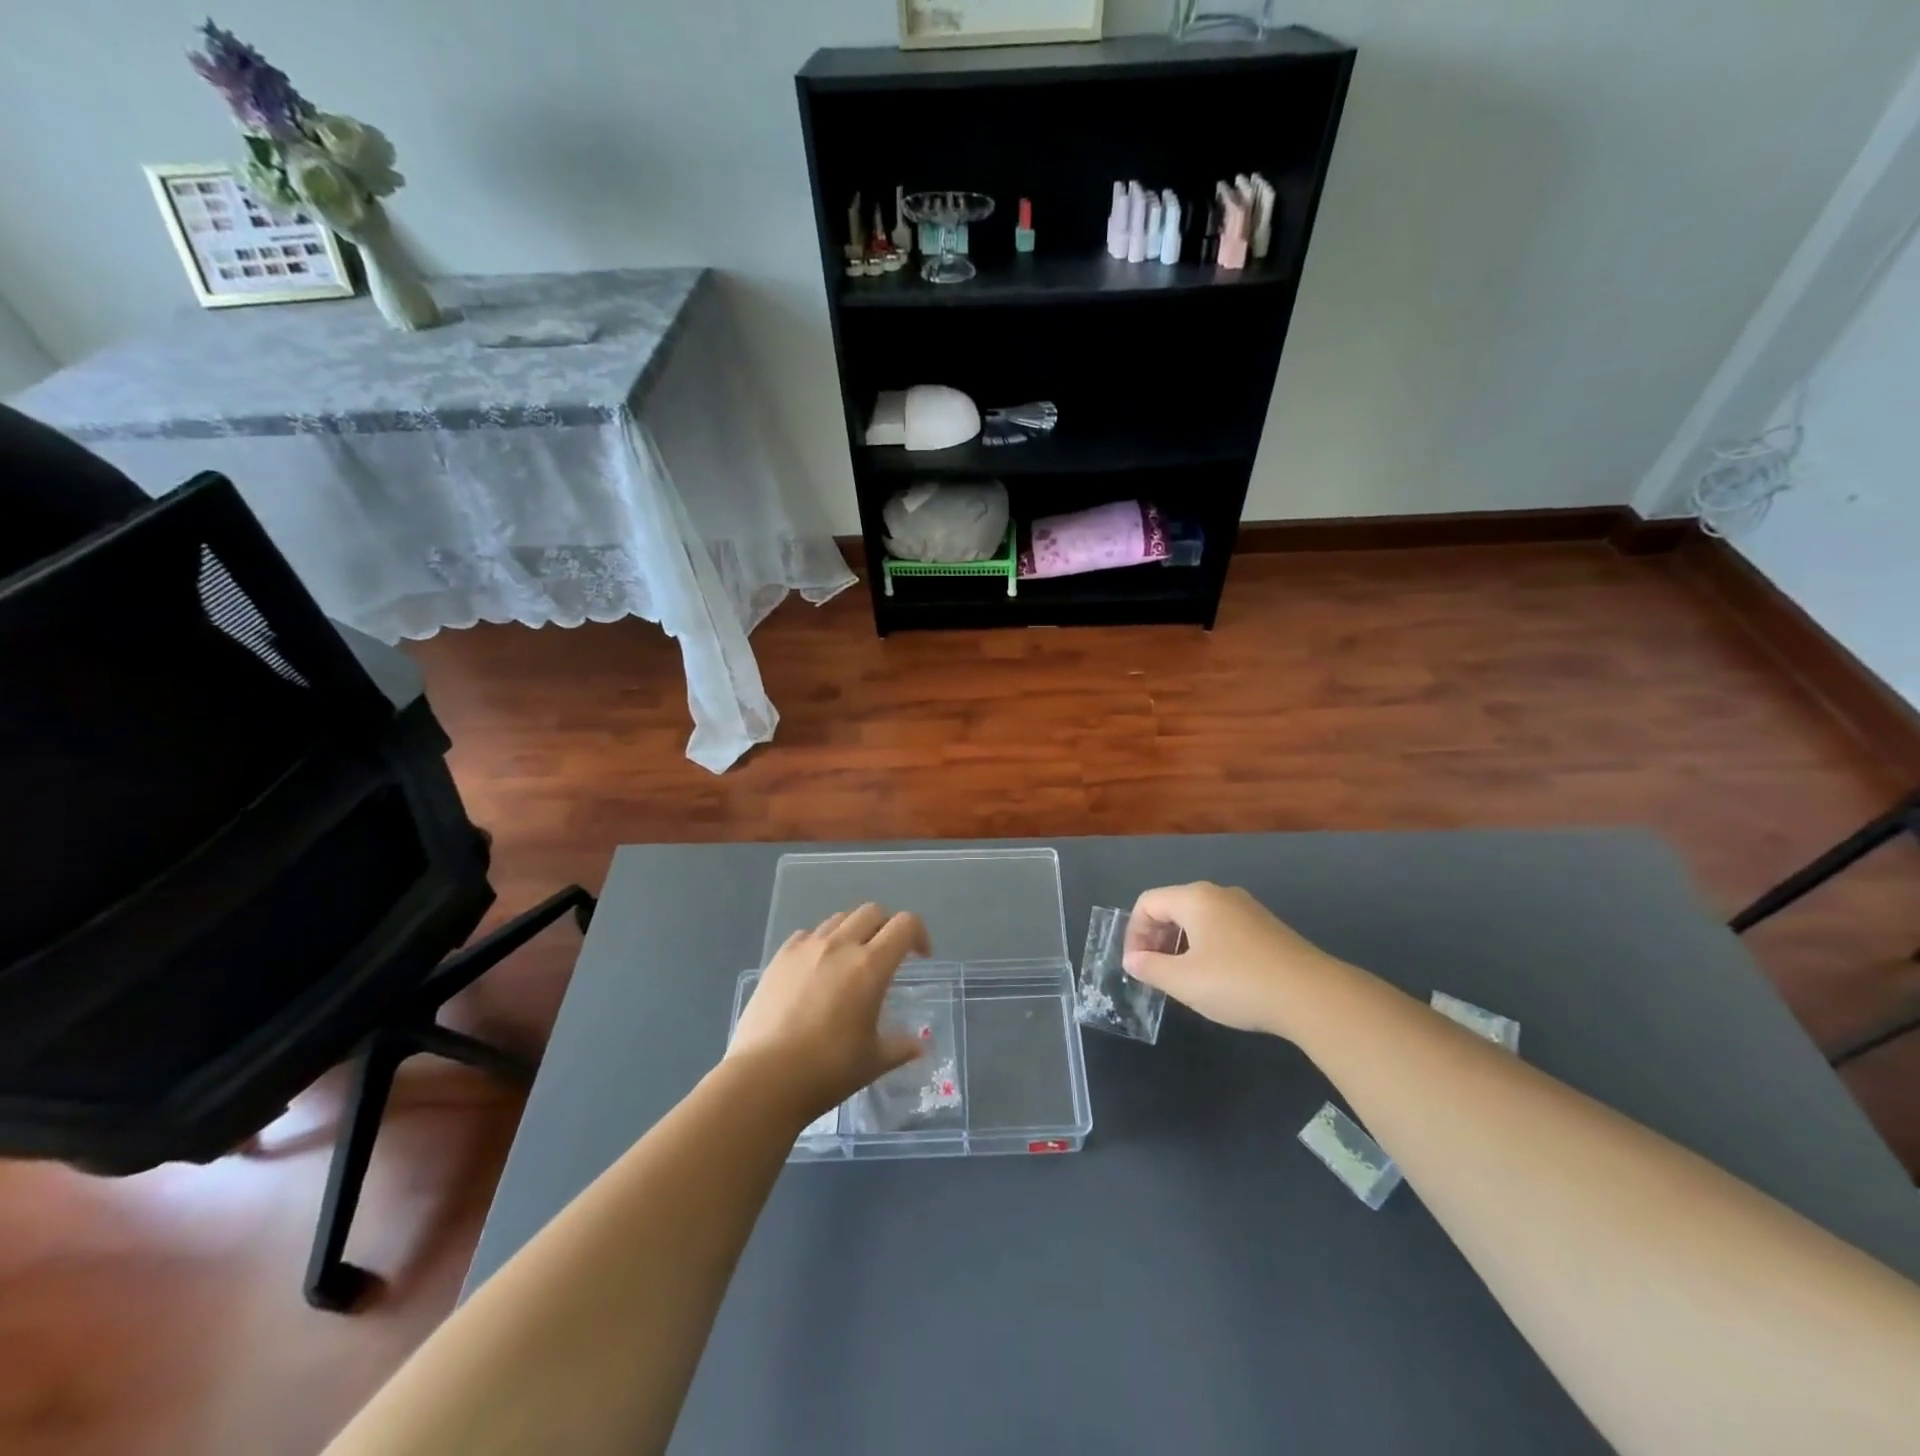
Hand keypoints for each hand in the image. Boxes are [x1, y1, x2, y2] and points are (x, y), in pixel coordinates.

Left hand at [728, 904, 930, 1122]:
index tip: (920, 958)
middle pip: (872, 912)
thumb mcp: (873, 1061)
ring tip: (851, 961)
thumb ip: (901, 1047)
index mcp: (870, 966)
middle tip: (887, 956)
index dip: (919, 934)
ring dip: (854, 931)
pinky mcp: (779, 957)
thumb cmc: (827, 1070)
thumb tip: (919, 1046)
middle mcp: (840, 945)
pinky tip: (817, 970)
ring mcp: (806, 948)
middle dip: (887, 927)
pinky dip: (821, 942)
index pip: (905, 925)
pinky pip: (808, 934)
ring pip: (839, 918)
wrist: (763, 1078)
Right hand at [1123, 881, 1343, 1036]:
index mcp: (1195, 898)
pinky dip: (1206, 948)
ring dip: (1181, 945)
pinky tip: (1216, 979)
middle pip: (1173, 907)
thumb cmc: (1237, 982)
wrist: (1312, 996)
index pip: (1148, 903)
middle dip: (1156, 938)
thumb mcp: (1184, 981)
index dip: (1134, 933)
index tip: (1136, 966)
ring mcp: (1247, 909)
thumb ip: (1150, 968)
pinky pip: (1222, 929)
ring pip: (1199, 919)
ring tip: (1183, 979)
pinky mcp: (1266, 928)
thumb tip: (1132, 960)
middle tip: (1155, 973)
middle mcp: (1219, 894)